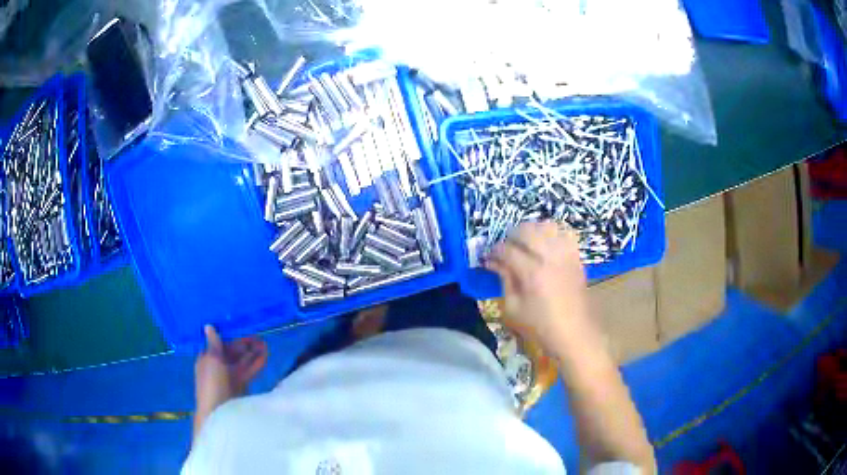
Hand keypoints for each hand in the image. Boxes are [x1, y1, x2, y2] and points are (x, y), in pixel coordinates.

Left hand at [193, 325, 267, 436]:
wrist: (218, 412)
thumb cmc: (212, 383)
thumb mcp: (212, 360)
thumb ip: (214, 343)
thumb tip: (208, 326)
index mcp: (207, 358)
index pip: (221, 345)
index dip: (233, 339)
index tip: (246, 332)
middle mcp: (218, 367)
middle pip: (233, 353)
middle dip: (246, 346)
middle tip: (261, 338)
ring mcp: (230, 378)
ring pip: (242, 362)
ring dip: (253, 354)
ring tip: (266, 345)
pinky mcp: (240, 387)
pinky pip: (248, 372)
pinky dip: (256, 364)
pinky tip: (265, 356)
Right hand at [485, 221, 591, 351]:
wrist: (574, 333)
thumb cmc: (540, 326)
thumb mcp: (513, 308)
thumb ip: (504, 279)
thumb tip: (493, 262)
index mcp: (532, 272)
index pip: (507, 249)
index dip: (494, 251)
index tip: (488, 257)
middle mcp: (550, 257)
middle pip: (526, 230)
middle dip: (511, 235)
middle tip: (505, 248)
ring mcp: (566, 254)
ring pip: (546, 226)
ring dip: (531, 230)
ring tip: (524, 243)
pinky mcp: (576, 256)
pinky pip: (564, 233)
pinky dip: (551, 233)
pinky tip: (544, 245)